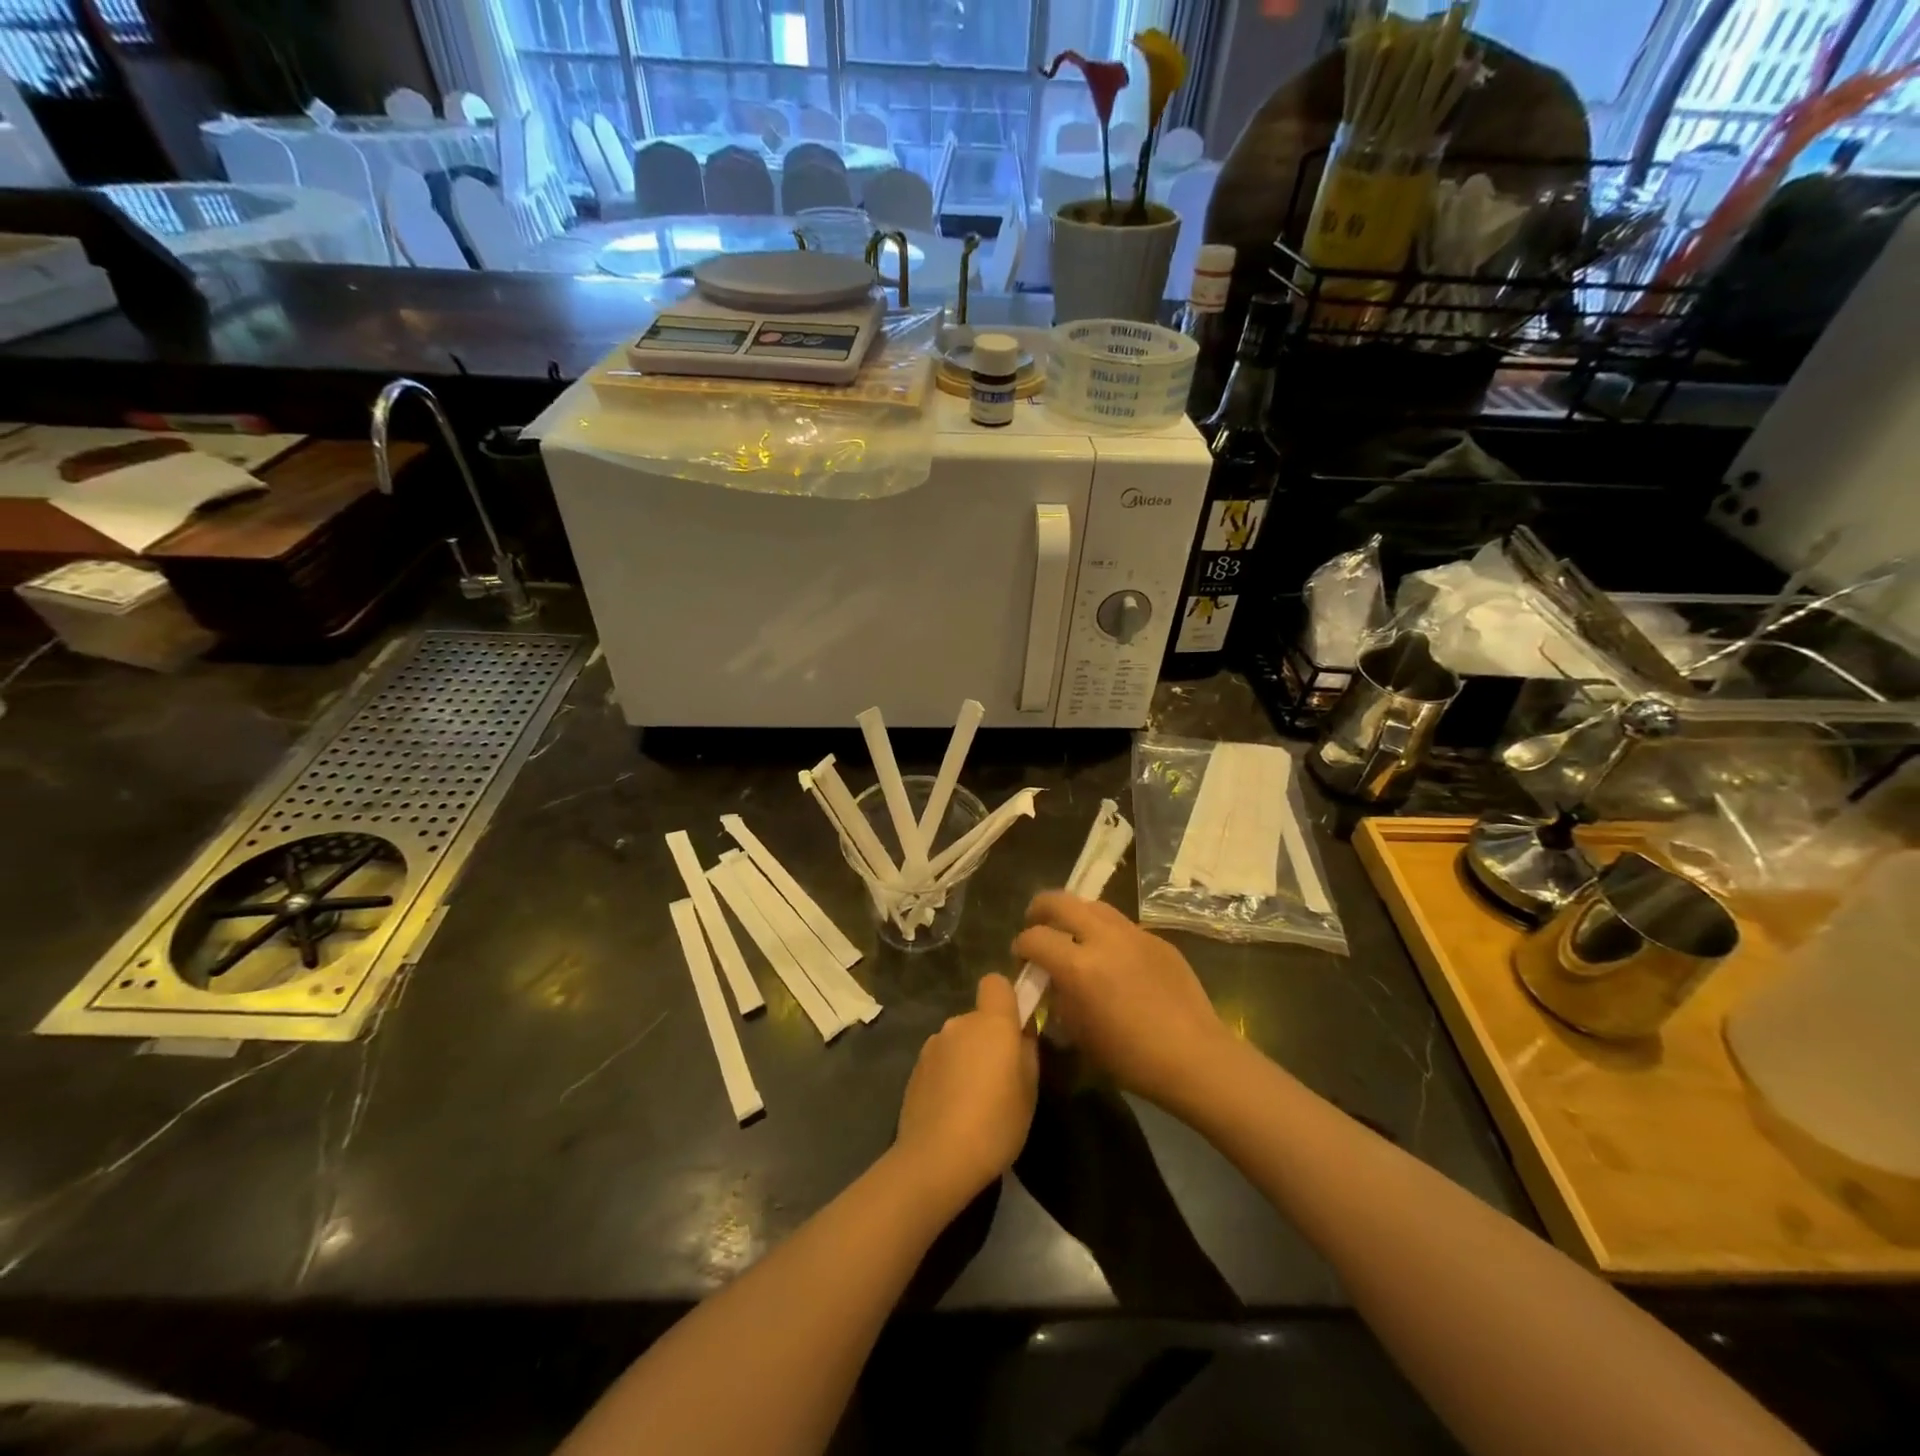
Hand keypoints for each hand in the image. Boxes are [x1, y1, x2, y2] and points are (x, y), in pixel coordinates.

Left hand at [892, 974, 1037, 1209]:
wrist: (937, 1158)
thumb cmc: (996, 1121)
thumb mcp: (1029, 1089)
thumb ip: (1027, 1050)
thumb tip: (1021, 1034)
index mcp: (991, 1022)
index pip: (995, 982)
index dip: (1007, 998)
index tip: (1015, 1026)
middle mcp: (958, 1023)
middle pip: (978, 1017)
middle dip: (988, 1038)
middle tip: (1000, 1077)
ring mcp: (932, 1045)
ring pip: (958, 1040)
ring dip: (967, 1057)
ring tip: (974, 1100)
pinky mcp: (915, 1069)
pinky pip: (940, 1061)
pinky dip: (948, 1076)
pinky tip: (953, 1110)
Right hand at [1012, 893, 1234, 1113]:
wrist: (1194, 1056)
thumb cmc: (1130, 1057)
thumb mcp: (1079, 1033)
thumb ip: (1058, 997)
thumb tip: (1051, 980)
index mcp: (1079, 966)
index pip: (1034, 938)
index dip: (1021, 946)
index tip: (1021, 958)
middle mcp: (1104, 938)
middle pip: (1060, 901)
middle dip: (1040, 910)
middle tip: (1036, 925)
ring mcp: (1134, 934)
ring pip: (1093, 905)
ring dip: (1075, 915)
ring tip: (1073, 934)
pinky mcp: (1157, 938)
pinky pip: (1122, 925)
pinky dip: (1106, 932)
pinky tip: (1112, 957)